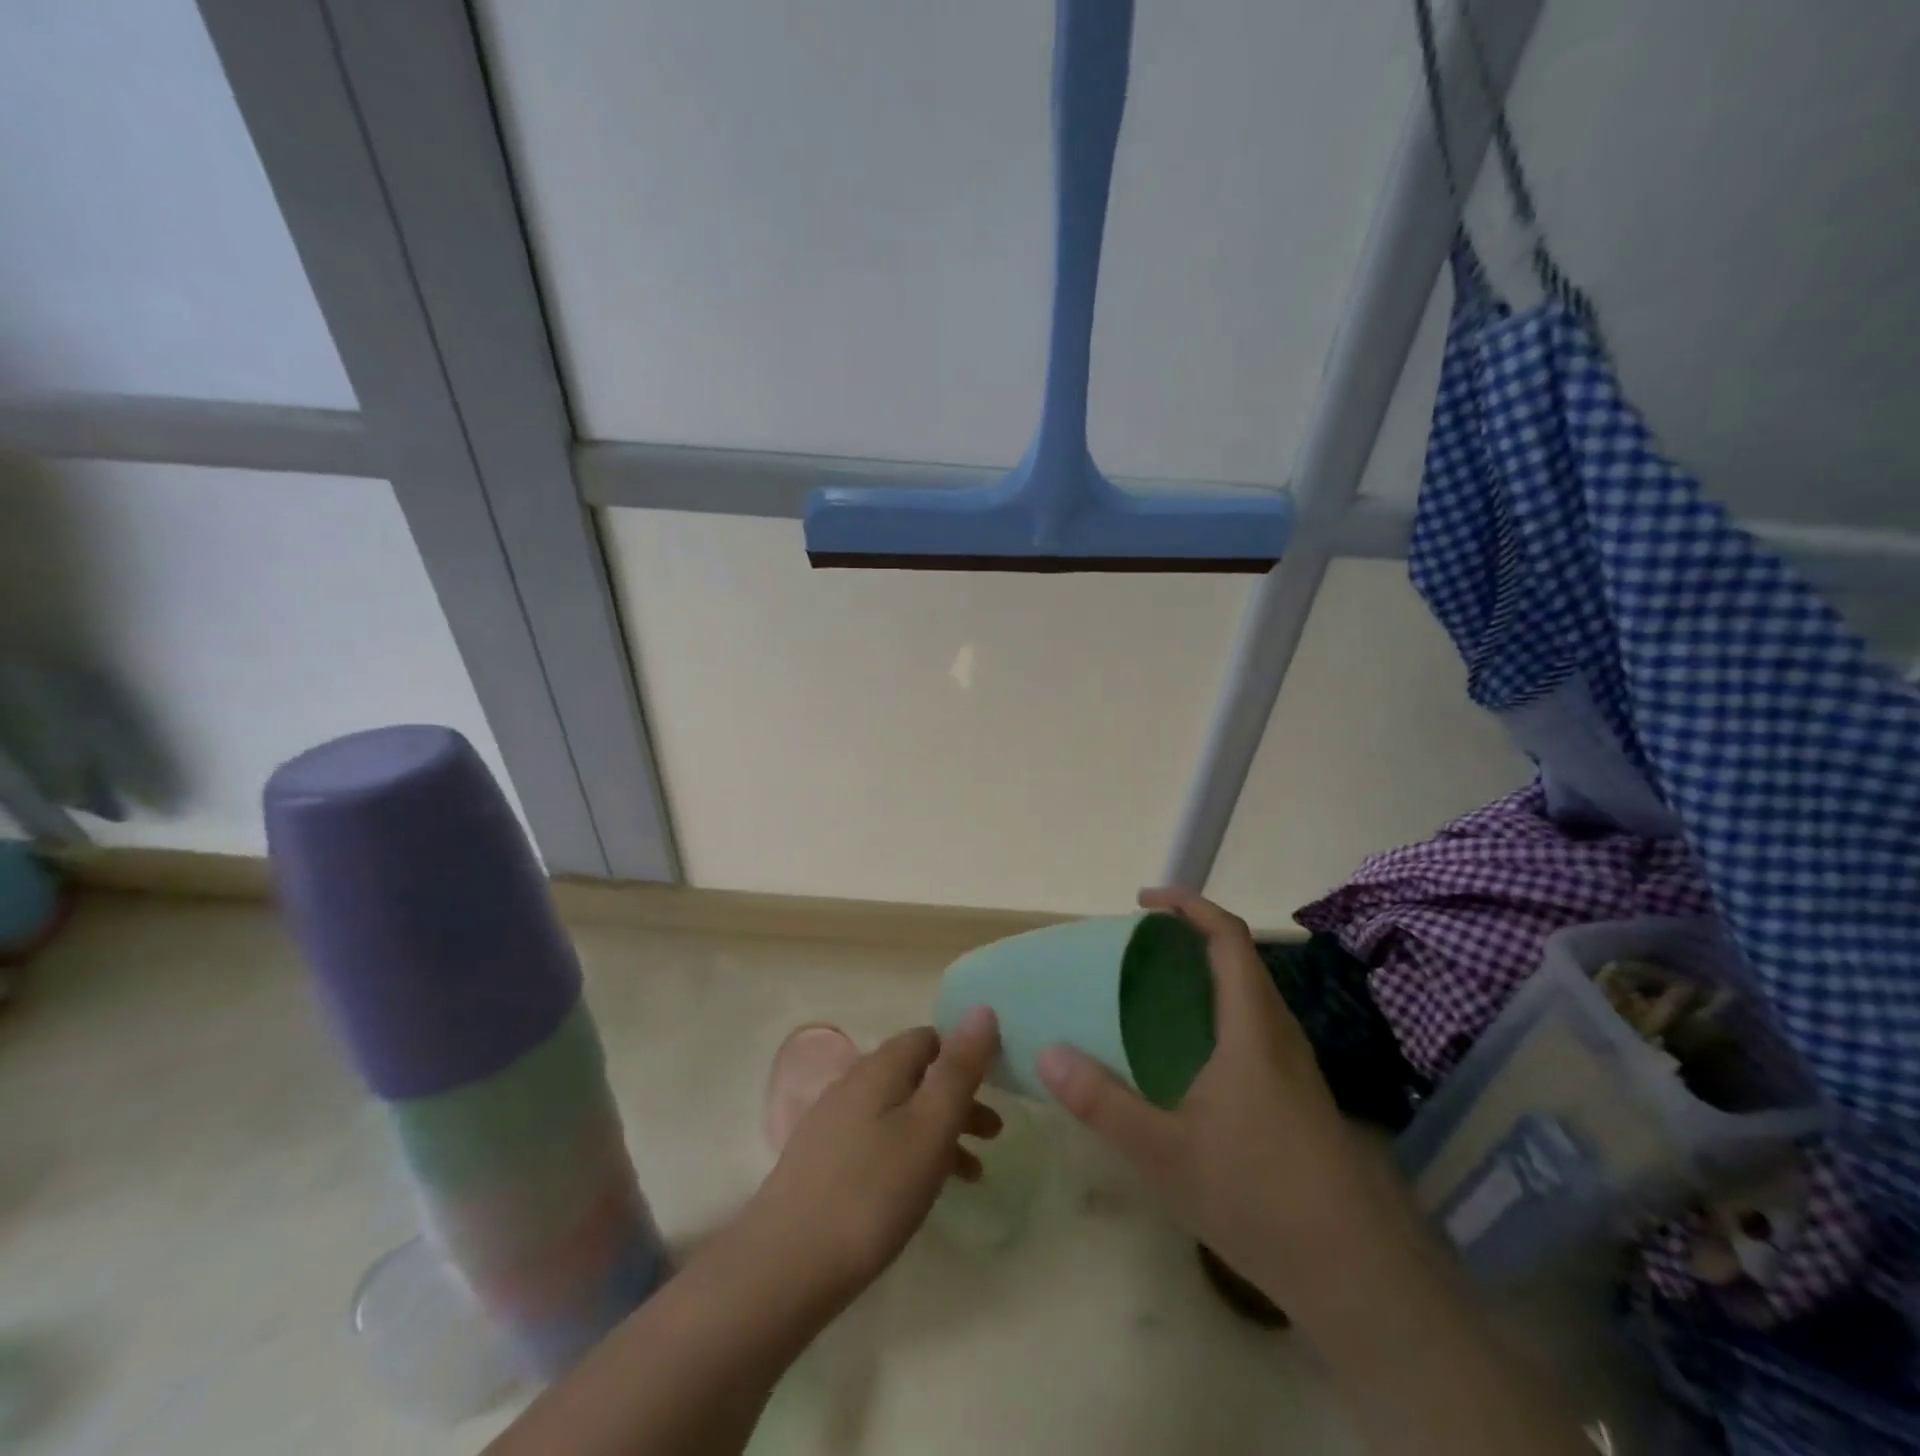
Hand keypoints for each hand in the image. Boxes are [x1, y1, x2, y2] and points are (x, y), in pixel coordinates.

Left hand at [739, 1009, 1002, 1301]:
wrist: (784, 1266)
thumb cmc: (872, 1193)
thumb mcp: (930, 1127)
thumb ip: (958, 1069)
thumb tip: (982, 1009)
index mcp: (879, 1068)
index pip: (929, 1038)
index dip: (964, 1054)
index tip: (995, 1085)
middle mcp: (853, 1084)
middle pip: (915, 1076)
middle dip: (958, 1098)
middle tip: (994, 1134)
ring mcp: (832, 1123)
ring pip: (899, 1112)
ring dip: (939, 1131)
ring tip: (972, 1174)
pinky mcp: (821, 1163)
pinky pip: (878, 1142)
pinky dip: (910, 1154)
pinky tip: (920, 1193)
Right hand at [1037, 888, 1390, 1312]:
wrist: (1356, 1275)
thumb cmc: (1258, 1197)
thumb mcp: (1164, 1153)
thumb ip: (1102, 1102)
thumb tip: (1047, 1052)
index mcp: (1251, 1027)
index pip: (1228, 938)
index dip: (1188, 906)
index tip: (1143, 901)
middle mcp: (1278, 1033)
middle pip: (1239, 959)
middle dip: (1190, 937)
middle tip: (1136, 948)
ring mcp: (1293, 1066)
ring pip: (1249, 995)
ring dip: (1205, 974)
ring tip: (1153, 992)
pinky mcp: (1297, 1096)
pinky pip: (1252, 1027)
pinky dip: (1216, 1011)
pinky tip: (1186, 1056)